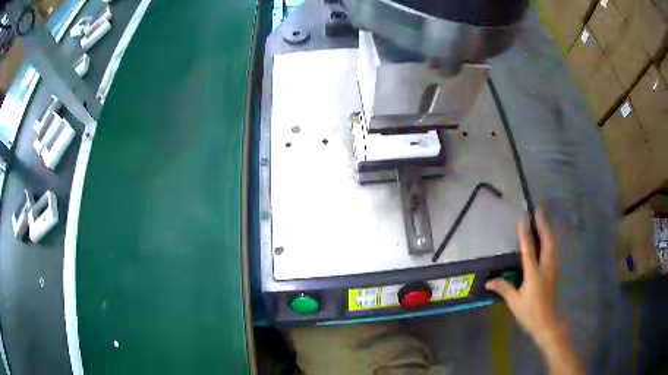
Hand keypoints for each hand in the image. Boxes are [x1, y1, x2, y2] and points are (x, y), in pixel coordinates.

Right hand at [486, 209, 585, 374]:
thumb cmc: (530, 313)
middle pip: (547, 242)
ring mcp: (552, 269)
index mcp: (534, 275)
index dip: (525, 236)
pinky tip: (547, 237)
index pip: (529, 251)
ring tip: (543, 218)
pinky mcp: (554, 271)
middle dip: (543, 225)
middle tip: (538, 210)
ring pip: (552, 244)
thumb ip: (504, 289)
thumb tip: (489, 281)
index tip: (522, 221)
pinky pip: (553, 250)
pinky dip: (550, 239)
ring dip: (548, 230)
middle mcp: (546, 268)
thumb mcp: (515, 303)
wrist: (547, 322)